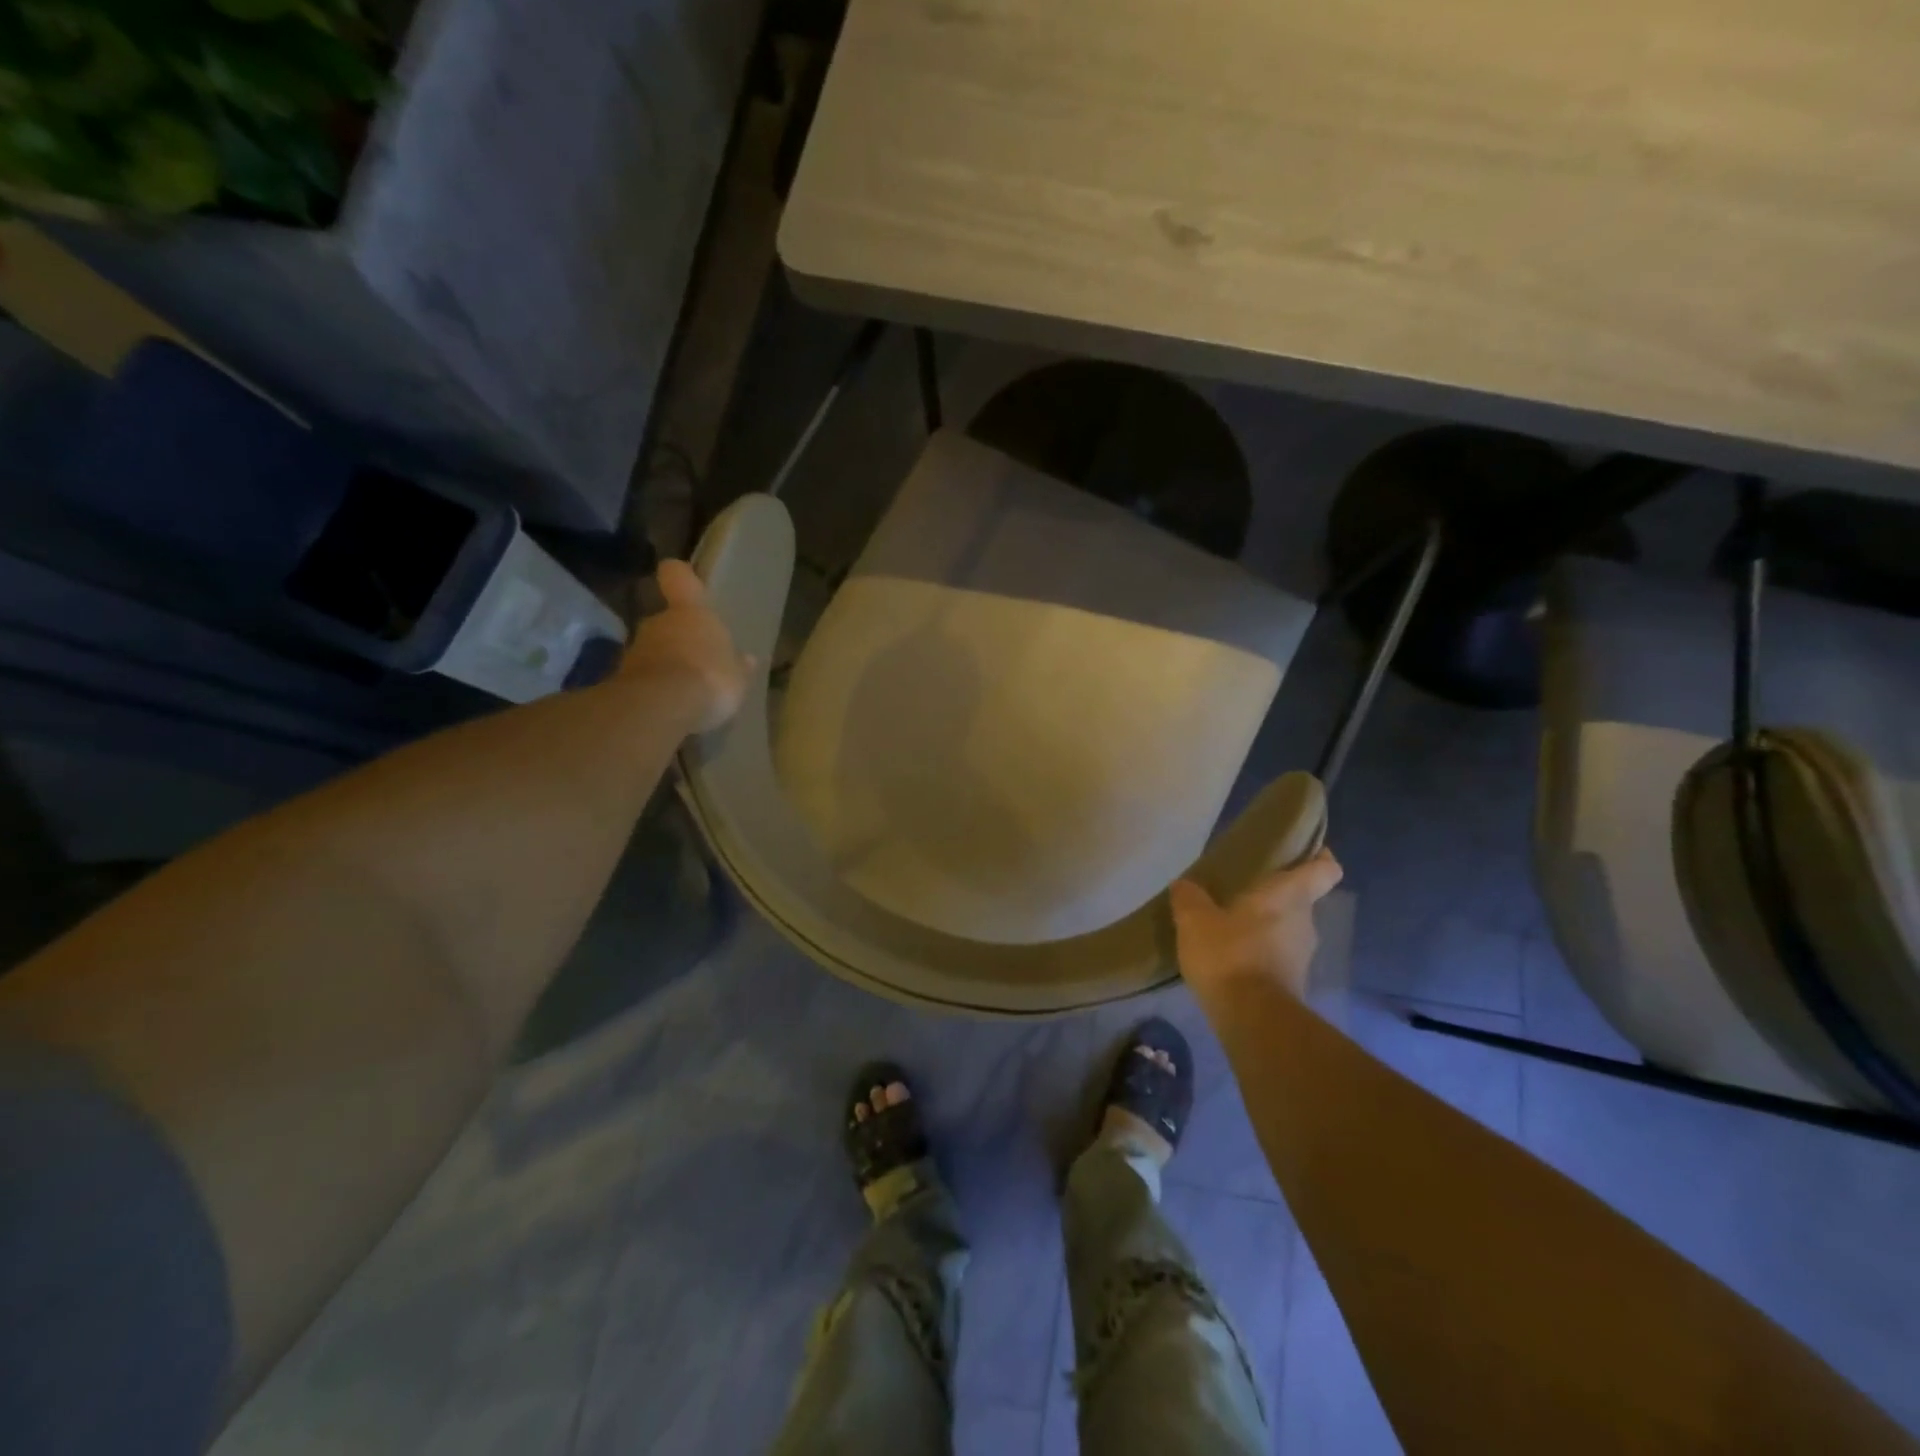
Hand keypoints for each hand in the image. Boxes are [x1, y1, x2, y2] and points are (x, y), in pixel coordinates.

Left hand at [620, 560, 753, 730]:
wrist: (660, 706)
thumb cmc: (709, 678)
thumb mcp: (737, 677)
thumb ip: (738, 667)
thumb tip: (747, 660)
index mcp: (690, 612)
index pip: (678, 577)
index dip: (680, 576)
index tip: (682, 578)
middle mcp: (658, 623)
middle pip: (666, 620)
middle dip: (678, 637)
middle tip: (696, 659)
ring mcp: (635, 650)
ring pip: (652, 649)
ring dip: (665, 663)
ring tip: (684, 688)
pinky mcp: (621, 678)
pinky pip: (643, 677)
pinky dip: (653, 687)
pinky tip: (669, 705)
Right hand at [1171, 848, 1344, 1004]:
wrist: (1252, 1020)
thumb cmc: (1229, 955)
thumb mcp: (1195, 920)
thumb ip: (1189, 897)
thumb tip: (1184, 884)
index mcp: (1289, 895)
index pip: (1325, 869)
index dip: (1319, 857)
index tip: (1302, 852)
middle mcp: (1305, 921)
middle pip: (1301, 898)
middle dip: (1276, 894)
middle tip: (1242, 889)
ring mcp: (1302, 954)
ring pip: (1288, 928)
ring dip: (1266, 925)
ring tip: (1230, 924)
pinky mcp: (1293, 981)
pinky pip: (1278, 955)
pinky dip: (1260, 951)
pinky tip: (1230, 956)